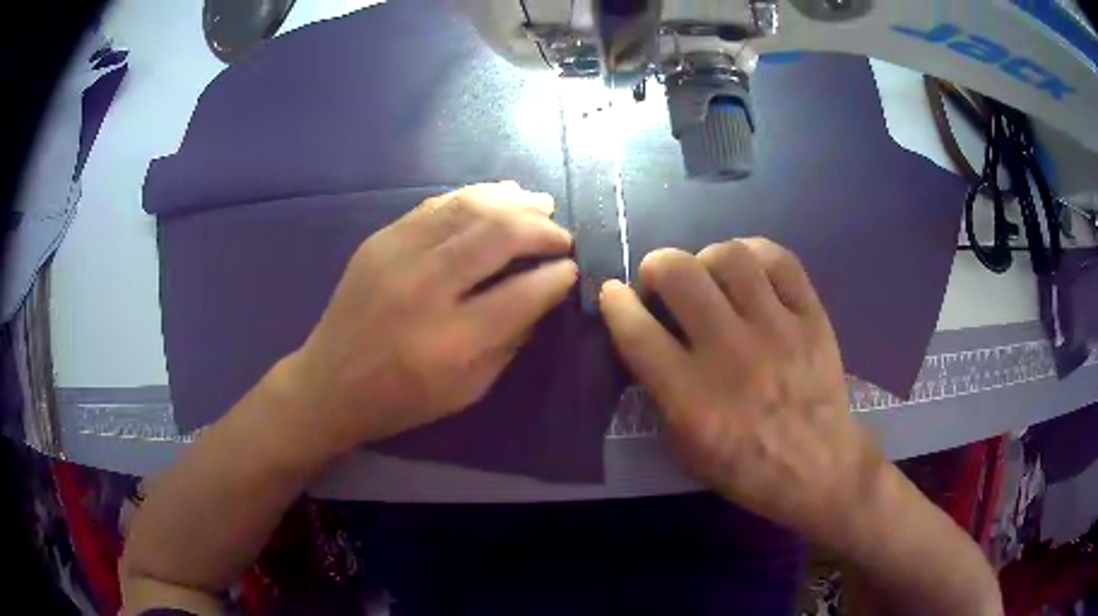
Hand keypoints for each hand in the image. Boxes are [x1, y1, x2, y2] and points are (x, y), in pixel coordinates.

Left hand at [275, 182, 576, 456]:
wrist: (329, 384)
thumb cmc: (402, 399)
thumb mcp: (468, 390)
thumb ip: (510, 341)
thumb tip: (543, 294)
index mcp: (450, 341)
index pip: (522, 294)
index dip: (556, 276)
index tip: (571, 268)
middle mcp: (424, 289)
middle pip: (497, 236)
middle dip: (541, 230)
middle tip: (561, 235)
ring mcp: (397, 256)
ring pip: (468, 209)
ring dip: (513, 202)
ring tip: (541, 204)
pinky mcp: (380, 240)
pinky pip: (436, 205)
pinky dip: (474, 196)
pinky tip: (498, 195)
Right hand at [599, 239, 883, 543]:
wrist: (818, 467)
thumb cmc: (745, 467)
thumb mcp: (684, 448)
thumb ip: (659, 392)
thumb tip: (646, 337)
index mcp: (691, 397)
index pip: (637, 331)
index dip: (615, 302)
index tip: (613, 293)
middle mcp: (731, 353)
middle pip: (679, 273)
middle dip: (656, 266)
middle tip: (662, 280)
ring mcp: (776, 329)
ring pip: (729, 256)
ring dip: (706, 259)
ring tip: (710, 277)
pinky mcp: (811, 317)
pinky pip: (780, 260)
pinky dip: (756, 255)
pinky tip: (749, 270)